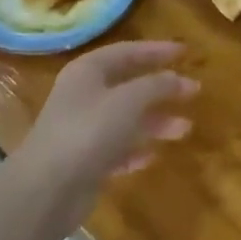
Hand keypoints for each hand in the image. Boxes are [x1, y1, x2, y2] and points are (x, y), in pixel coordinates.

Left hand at [8, 41, 197, 206]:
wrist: (47, 189)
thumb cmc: (89, 131)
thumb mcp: (130, 100)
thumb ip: (157, 85)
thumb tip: (179, 79)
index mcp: (88, 72)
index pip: (127, 52)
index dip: (157, 50)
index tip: (186, 53)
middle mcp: (84, 96)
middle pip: (129, 86)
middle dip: (162, 89)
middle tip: (193, 91)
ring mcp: (83, 130)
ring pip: (127, 119)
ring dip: (156, 122)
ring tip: (185, 129)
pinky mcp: (85, 161)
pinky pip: (117, 149)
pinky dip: (136, 149)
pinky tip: (152, 156)